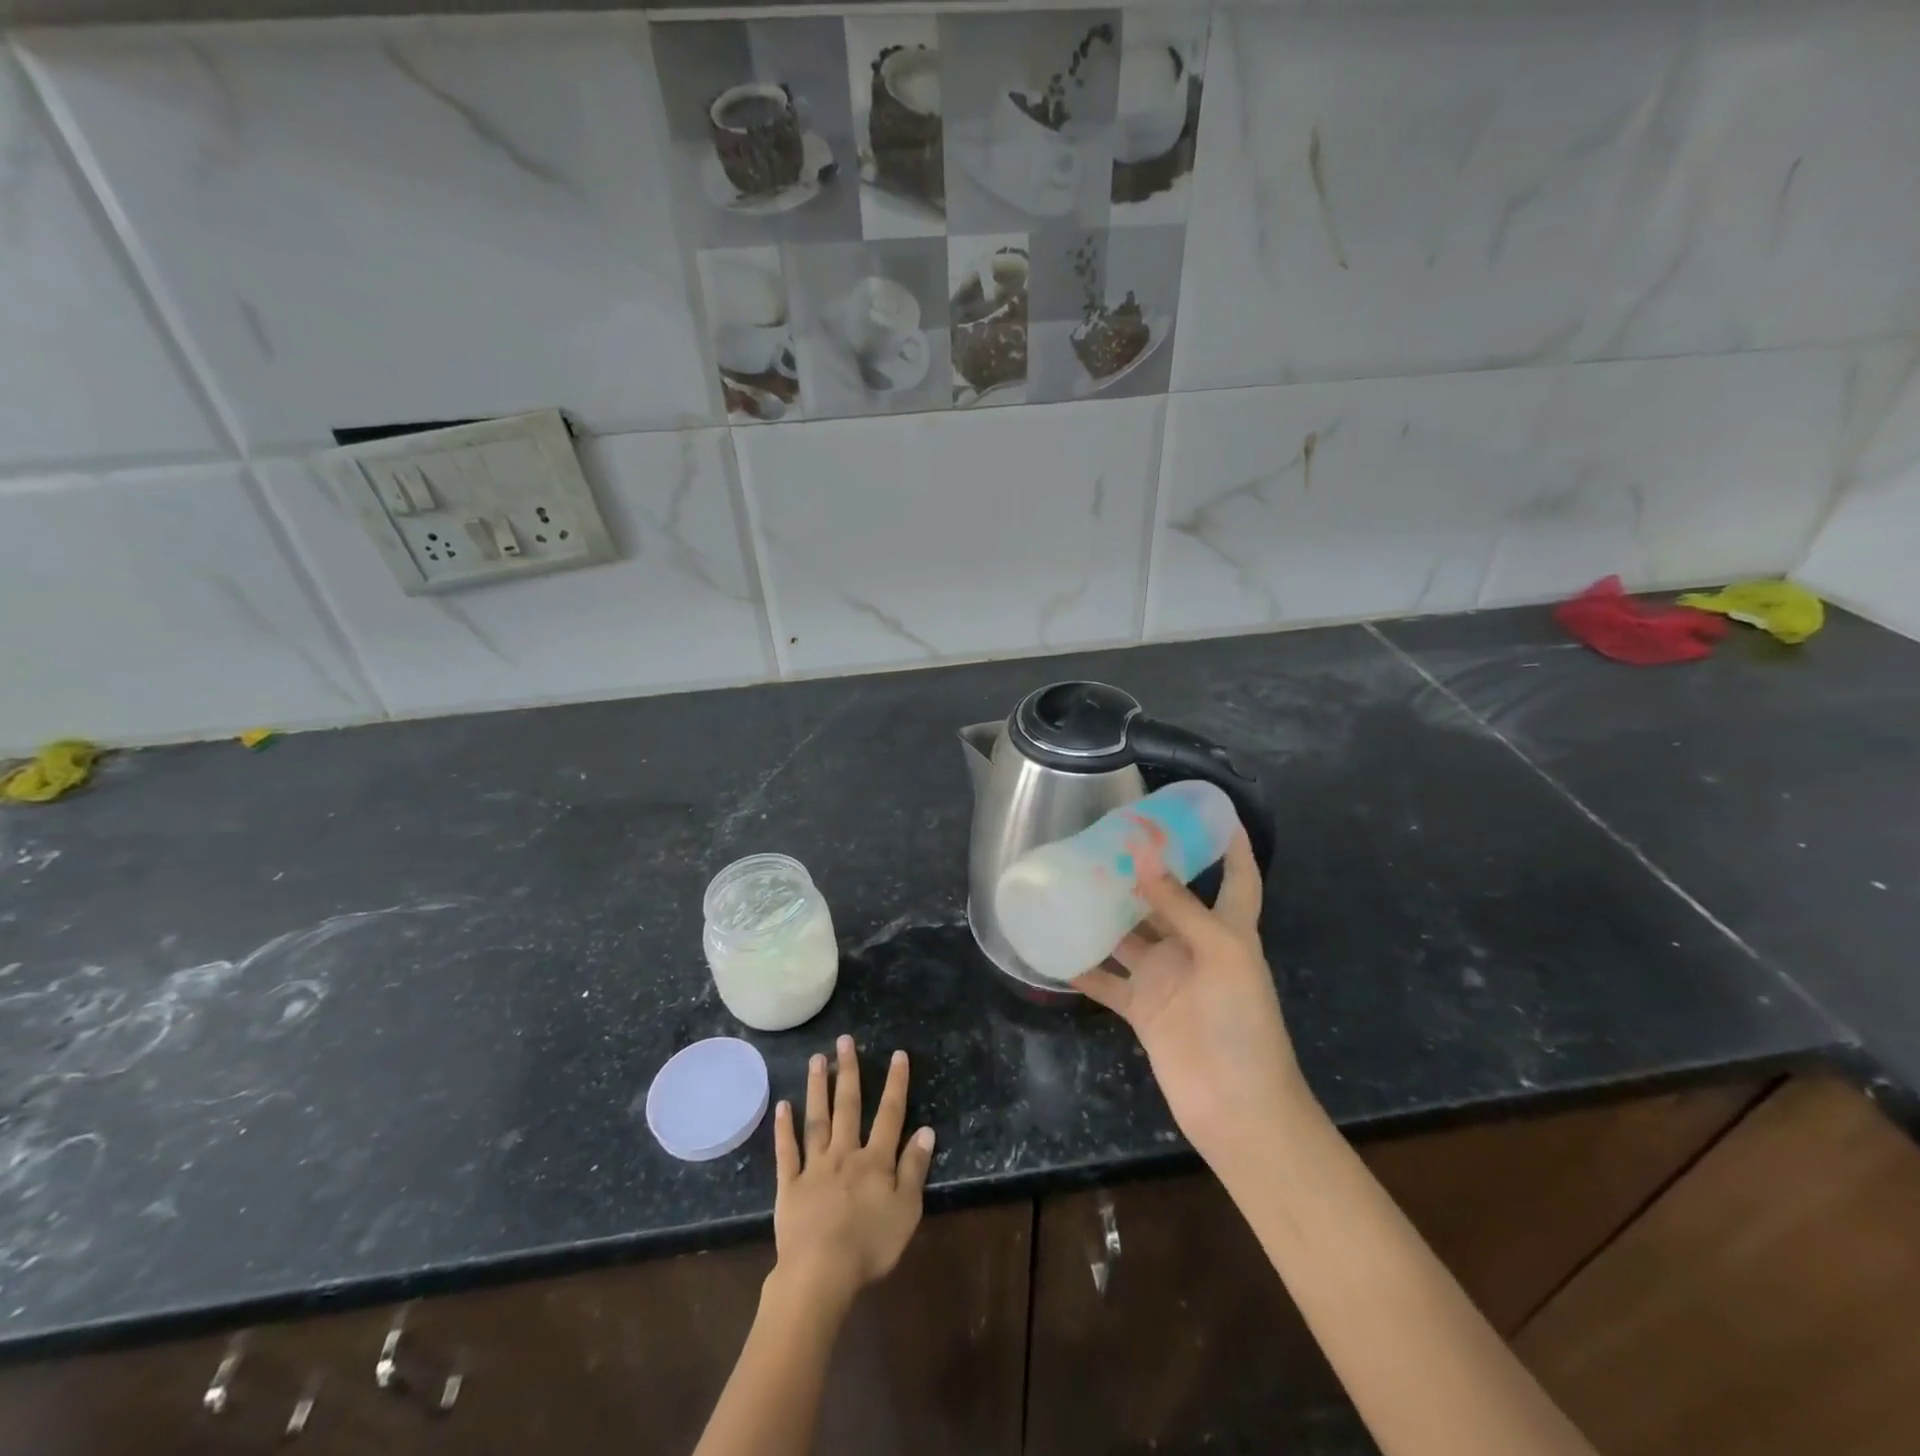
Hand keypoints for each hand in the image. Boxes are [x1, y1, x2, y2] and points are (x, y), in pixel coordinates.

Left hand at [771, 1036, 935, 1310]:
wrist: (820, 1273)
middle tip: (845, 1040)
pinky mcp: (790, 1186)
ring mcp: (815, 1167)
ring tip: (816, 1059)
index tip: (897, 1054)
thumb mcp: (906, 1210)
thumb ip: (915, 1168)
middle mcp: (845, 1153)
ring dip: (817, 1088)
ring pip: (817, 1120)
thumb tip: (926, 1129)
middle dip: (848, 1071)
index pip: (890, 1114)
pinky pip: (787, 1152)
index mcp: (875, 1160)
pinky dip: (784, 1129)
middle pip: (848, 1106)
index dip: (895, 1084)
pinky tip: (782, 1106)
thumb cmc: (870, 1245)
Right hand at [1072, 831, 1308, 1175]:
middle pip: (1167, 899)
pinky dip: (1082, 964)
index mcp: (1227, 930)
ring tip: (1070, 878)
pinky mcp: (1141, 1008)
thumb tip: (1143, 852)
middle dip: (1143, 870)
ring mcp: (1165, 978)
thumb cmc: (1242, 1023)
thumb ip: (1179, 904)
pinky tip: (1053, 943)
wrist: (1237, 1107)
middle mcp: (1194, 947)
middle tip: (1106, 838)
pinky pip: (1105, 979)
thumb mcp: (1220, 953)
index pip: (1236, 877)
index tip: (1212, 812)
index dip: (1231, 845)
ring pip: (1129, 934)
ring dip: (1104, 911)